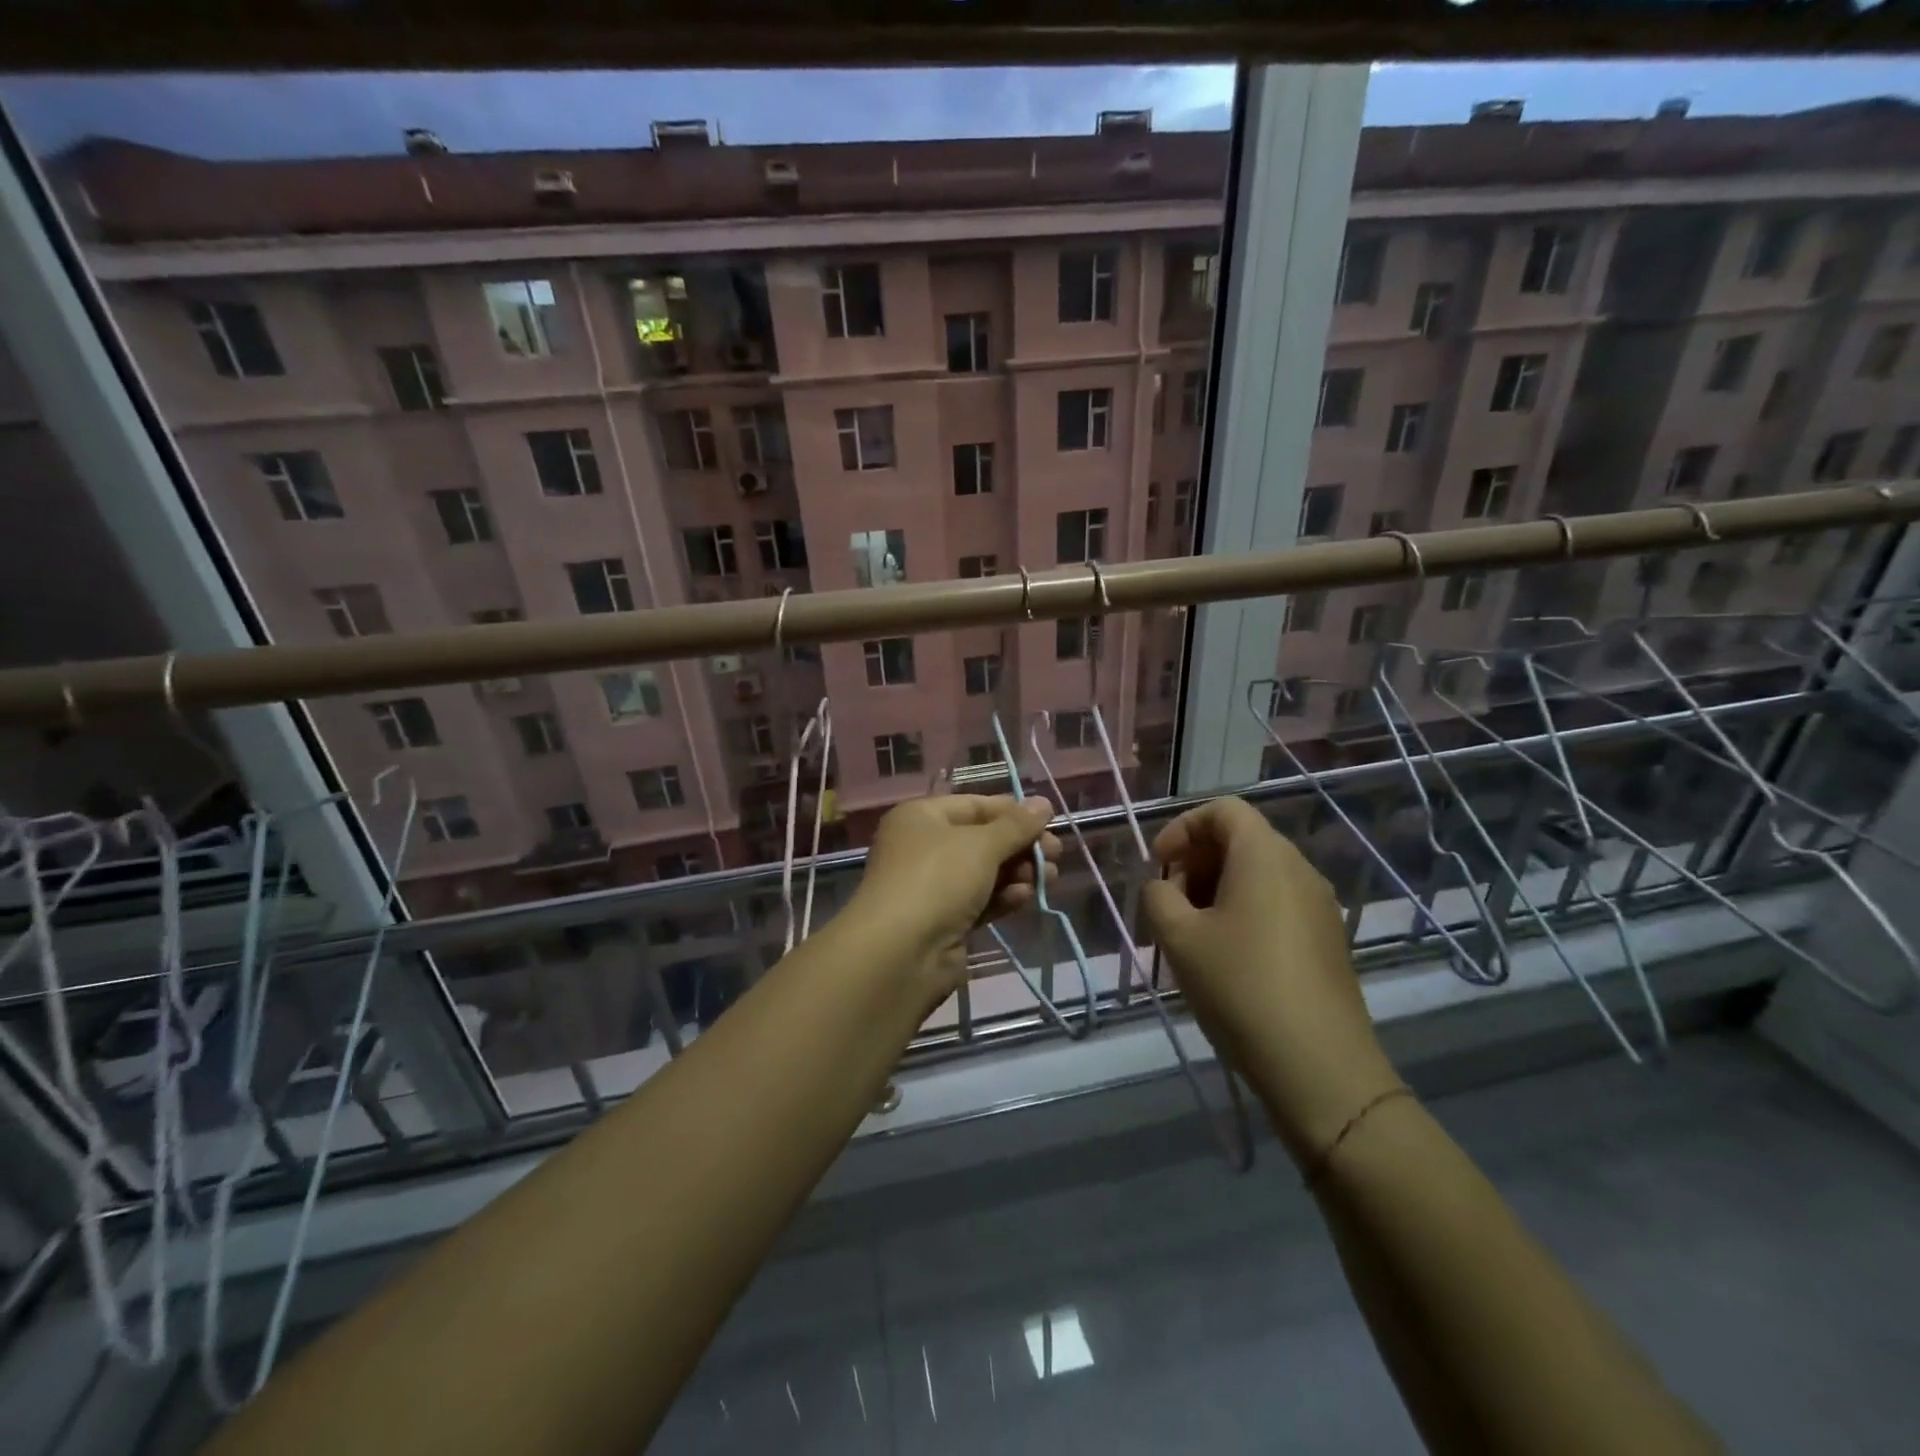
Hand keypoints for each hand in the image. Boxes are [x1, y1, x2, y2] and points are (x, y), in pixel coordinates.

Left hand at [851, 795, 1060, 993]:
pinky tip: (1024, 898)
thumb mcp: (982, 845)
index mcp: (922, 817)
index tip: (1049, 821)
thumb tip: (1043, 803)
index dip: (1012, 811)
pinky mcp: (944, 920)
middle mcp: (924, 847)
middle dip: (1021, 847)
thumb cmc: (938, 879)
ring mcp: (933, 886)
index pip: (975, 805)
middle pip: (983, 840)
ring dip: (1018, 873)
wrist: (901, 953)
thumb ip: (1016, 825)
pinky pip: (980, 900)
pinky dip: (1003, 897)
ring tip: (1048, 878)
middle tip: (1055, 855)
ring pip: (985, 872)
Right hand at [1141, 797, 1399, 1161]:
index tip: (1159, 865)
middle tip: (1169, 903)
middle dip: (1196, 861)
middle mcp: (1300, 869)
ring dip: (1216, 889)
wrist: (1320, 1067)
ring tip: (1191, 934)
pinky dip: (1243, 911)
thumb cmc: (1241, 988)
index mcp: (1265, 856)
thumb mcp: (1179, 939)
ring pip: (1258, 874)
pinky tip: (1225, 957)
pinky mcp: (1327, 940)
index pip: (1223, 810)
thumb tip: (1163, 888)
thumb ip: (1158, 897)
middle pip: (1241, 839)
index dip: (1182, 828)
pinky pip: (1277, 903)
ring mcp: (1320, 906)